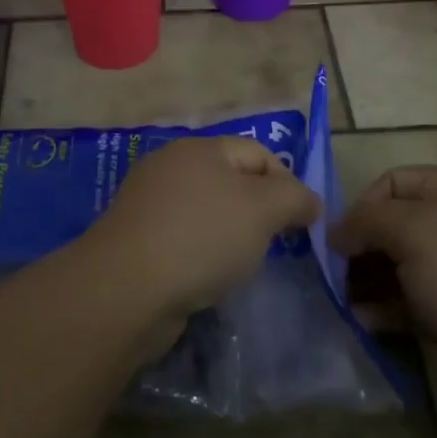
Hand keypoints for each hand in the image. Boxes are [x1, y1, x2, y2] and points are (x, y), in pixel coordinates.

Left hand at [90, 136, 320, 322]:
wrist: (126, 288)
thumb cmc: (202, 237)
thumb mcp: (263, 209)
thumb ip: (294, 198)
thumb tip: (309, 201)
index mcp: (199, 148)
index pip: (258, 153)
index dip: (288, 183)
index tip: (304, 223)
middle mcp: (170, 167)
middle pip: (231, 181)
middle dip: (259, 211)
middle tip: (276, 244)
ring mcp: (148, 203)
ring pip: (206, 212)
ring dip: (230, 235)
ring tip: (242, 265)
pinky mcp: (135, 239)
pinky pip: (182, 239)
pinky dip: (201, 254)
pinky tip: (207, 278)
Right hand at [331, 166, 436, 418]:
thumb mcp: (413, 233)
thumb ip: (366, 222)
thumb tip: (336, 230)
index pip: (397, 181)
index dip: (362, 205)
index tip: (337, 240)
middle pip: (402, 225)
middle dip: (365, 248)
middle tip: (336, 276)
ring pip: (409, 267)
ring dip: (372, 282)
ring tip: (346, 303)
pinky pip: (422, 302)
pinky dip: (393, 310)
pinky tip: (367, 323)